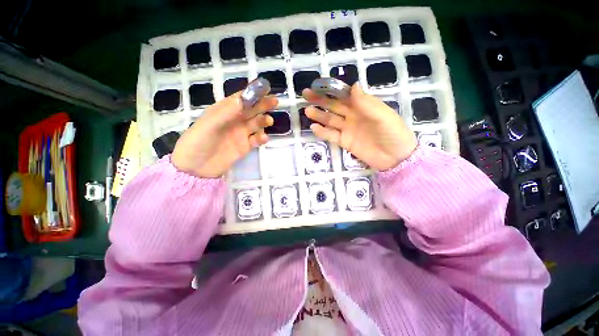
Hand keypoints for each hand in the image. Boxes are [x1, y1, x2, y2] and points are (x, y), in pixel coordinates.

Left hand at [172, 92, 276, 177]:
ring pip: (255, 124)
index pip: (240, 98)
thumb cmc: (197, 142)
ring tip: (269, 121)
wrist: (195, 169)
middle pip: (251, 110)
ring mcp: (240, 134)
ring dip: (263, 121)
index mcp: (223, 111)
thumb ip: (227, 113)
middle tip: (274, 102)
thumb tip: (245, 99)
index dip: (252, 93)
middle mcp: (233, 121)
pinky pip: (256, 140)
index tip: (265, 88)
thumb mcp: (209, 125)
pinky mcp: (244, 147)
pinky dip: (261, 138)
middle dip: (262, 105)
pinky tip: (263, 138)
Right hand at [303, 84, 416, 170]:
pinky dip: (323, 132)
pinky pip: (332, 135)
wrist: (395, 158)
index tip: (319, 85)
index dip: (332, 89)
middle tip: (306, 94)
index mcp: (364, 106)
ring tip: (307, 111)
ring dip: (319, 115)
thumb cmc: (393, 134)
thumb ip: (367, 103)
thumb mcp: (384, 116)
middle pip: (334, 106)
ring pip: (330, 120)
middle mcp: (353, 115)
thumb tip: (353, 86)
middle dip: (321, 100)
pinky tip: (314, 128)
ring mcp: (348, 129)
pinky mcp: (345, 142)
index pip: (345, 94)